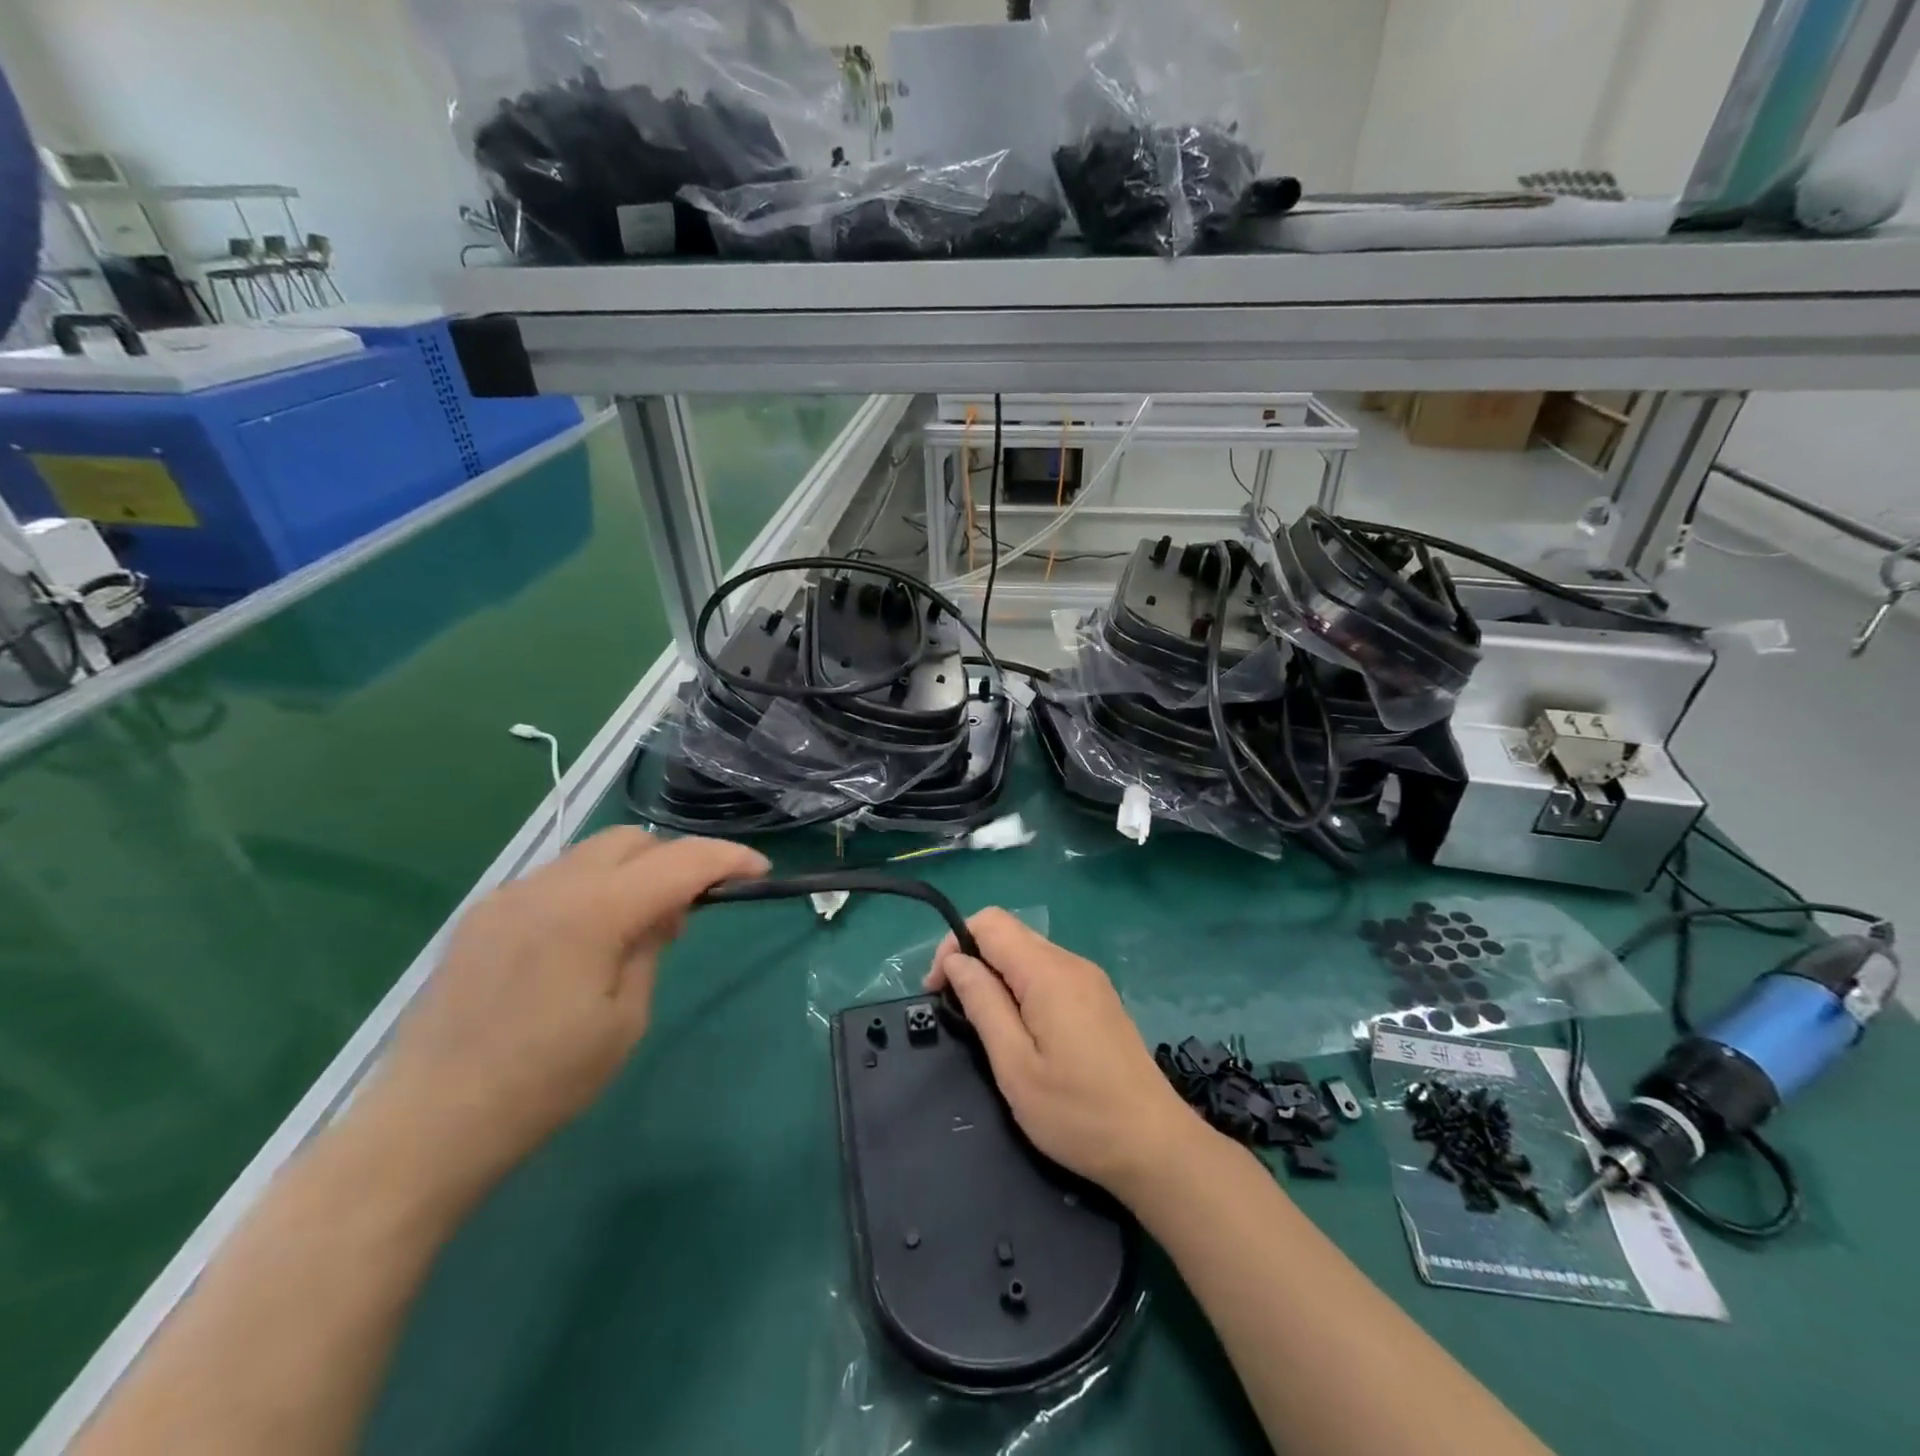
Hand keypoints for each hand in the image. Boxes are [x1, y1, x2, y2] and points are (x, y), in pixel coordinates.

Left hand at [364, 829, 767, 1198]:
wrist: (426, 1126)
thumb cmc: (543, 1083)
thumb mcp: (624, 1019)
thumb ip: (650, 946)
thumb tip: (663, 910)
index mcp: (593, 911)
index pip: (680, 861)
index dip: (728, 858)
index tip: (760, 871)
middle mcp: (549, 884)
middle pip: (634, 840)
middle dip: (675, 861)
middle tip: (688, 912)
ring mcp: (509, 894)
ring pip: (592, 854)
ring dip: (631, 873)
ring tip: (636, 928)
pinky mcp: (482, 914)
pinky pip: (555, 878)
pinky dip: (590, 888)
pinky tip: (583, 940)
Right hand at [927, 908, 1202, 1202]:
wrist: (1155, 1144)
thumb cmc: (1077, 1112)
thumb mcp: (1015, 1065)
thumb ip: (983, 1004)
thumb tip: (957, 961)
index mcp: (1048, 972)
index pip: (990, 922)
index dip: (955, 945)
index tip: (939, 990)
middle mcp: (1071, 962)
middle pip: (1010, 932)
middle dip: (973, 959)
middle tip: (956, 1010)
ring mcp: (1090, 979)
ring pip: (1029, 952)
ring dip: (998, 974)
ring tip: (986, 1025)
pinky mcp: (1099, 998)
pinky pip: (1050, 972)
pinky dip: (1023, 985)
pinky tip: (1022, 1029)